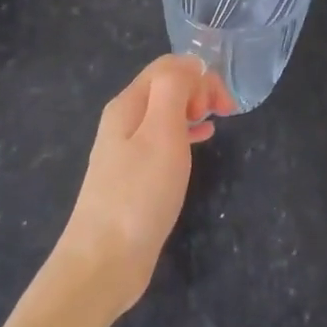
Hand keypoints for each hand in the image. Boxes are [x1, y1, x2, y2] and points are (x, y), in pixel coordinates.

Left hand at [58, 55, 232, 317]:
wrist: (104, 261)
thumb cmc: (139, 194)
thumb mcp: (162, 132)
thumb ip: (174, 89)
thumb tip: (190, 64)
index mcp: (128, 104)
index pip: (168, 66)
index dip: (200, 74)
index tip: (223, 104)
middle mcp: (124, 120)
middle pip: (166, 86)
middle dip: (199, 88)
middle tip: (223, 113)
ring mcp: (126, 149)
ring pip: (167, 112)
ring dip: (195, 109)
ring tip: (218, 122)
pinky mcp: (134, 176)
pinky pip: (165, 138)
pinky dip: (187, 132)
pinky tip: (202, 141)